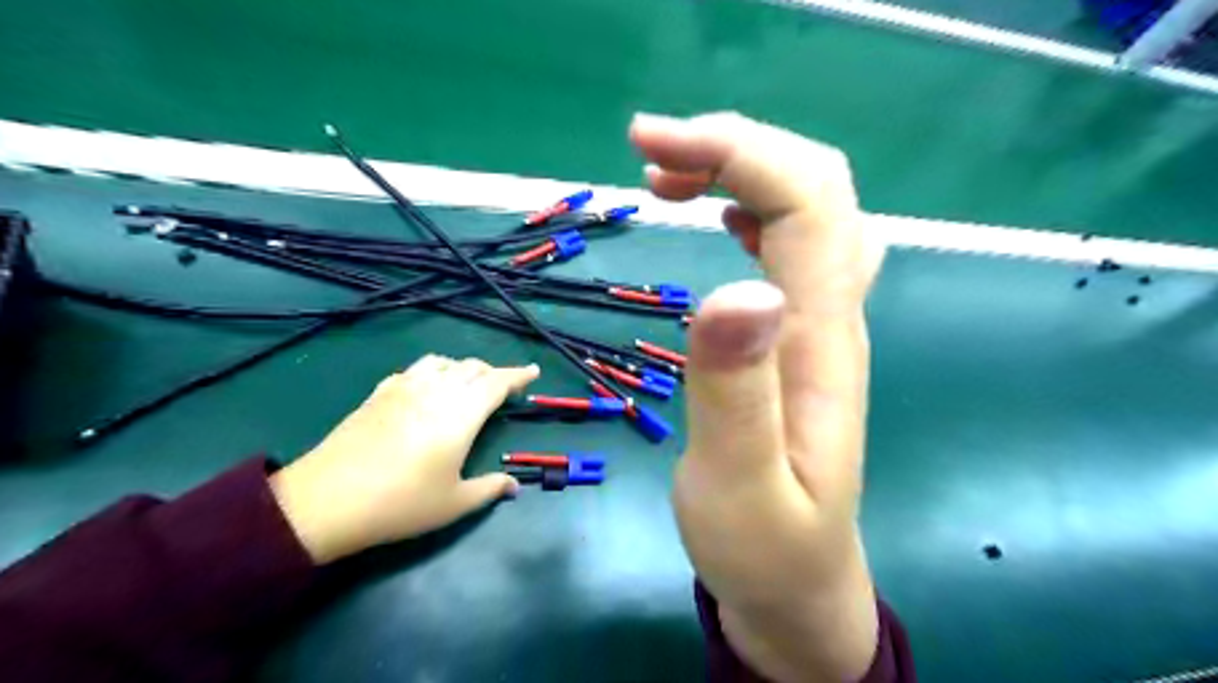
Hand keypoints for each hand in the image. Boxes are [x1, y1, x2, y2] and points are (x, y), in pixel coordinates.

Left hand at [275, 356, 540, 563]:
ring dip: (461, 368)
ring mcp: (403, 389)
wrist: (327, 501)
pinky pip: (413, 370)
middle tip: (503, 387)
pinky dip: (431, 372)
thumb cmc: (400, 504)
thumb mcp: (453, 504)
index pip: (497, 383)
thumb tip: (514, 486)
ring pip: (442, 362)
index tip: (533, 371)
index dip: (518, 375)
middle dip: (493, 372)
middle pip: (472, 367)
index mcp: (461, 415)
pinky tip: (426, 389)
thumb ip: (489, 490)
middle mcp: (435, 392)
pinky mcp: (378, 394)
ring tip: (466, 384)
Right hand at [628, 111, 887, 682]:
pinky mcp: (793, 336)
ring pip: (803, 208)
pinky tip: (716, 210)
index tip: (649, 145)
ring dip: (738, 169)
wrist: (799, 584)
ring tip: (665, 175)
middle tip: (648, 150)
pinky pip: (789, 244)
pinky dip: (749, 205)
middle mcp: (828, 316)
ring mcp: (814, 323)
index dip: (737, 152)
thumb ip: (739, 391)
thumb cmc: (765, 547)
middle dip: (734, 145)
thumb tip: (739, 287)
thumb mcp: (741, 485)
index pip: (806, 204)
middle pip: (813, 187)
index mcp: (818, 341)